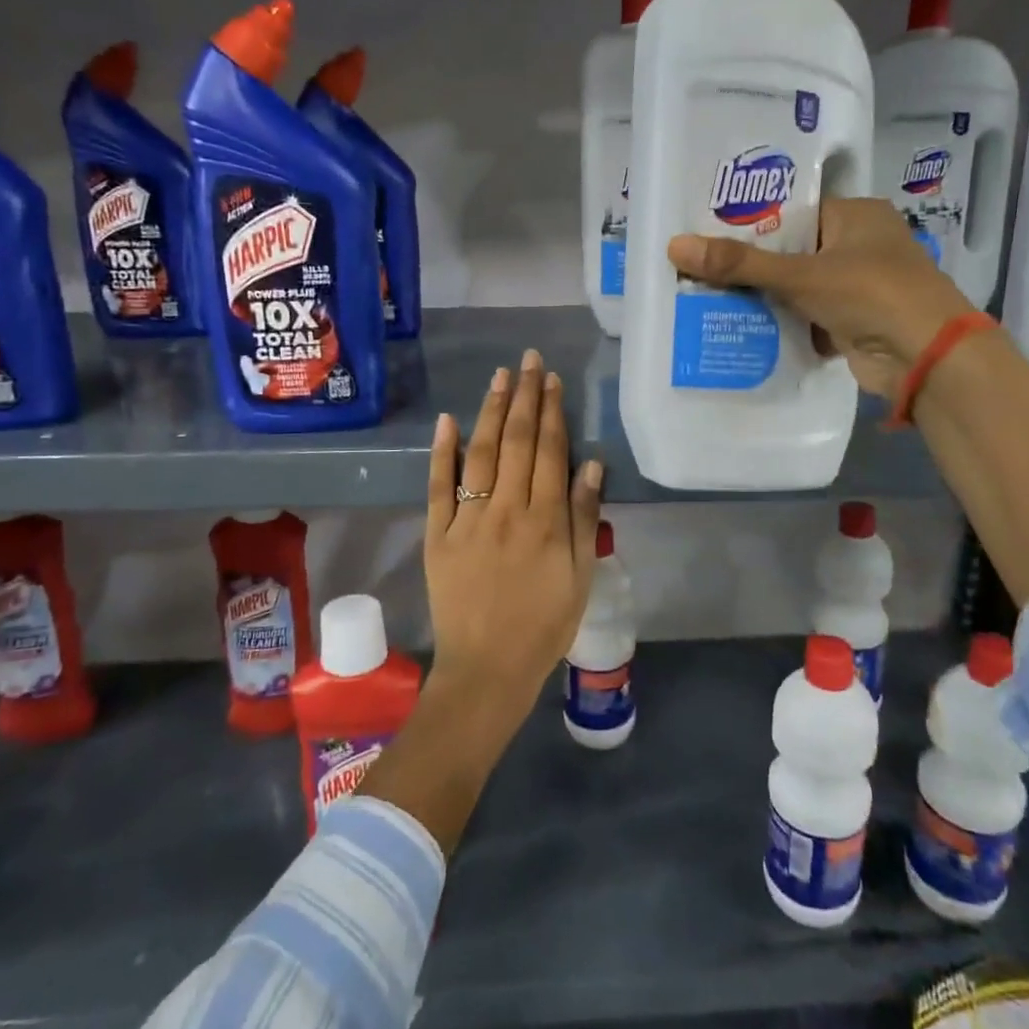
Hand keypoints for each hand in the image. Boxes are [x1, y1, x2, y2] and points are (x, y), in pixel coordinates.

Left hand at [425, 349, 604, 732]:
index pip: (550, 452)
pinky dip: (442, 452)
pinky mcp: (438, 535)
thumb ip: (585, 517)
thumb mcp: (581, 576)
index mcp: (546, 520)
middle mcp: (507, 510)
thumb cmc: (544, 624)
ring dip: (491, 411)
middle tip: (527, 361)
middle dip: (523, 397)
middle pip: (517, 442)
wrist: (488, 667)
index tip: (551, 380)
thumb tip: (590, 462)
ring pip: (481, 454)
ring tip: (499, 376)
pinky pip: (438, 487)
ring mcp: (468, 520)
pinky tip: (449, 419)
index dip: (551, 412)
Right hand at [668, 197, 976, 397]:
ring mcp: (857, 288)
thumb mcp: (800, 275)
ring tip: (706, 296)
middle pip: (791, 252)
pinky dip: (780, 324)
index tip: (707, 233)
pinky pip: (804, 317)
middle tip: (698, 267)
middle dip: (751, 266)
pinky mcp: (851, 323)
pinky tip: (738, 326)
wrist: (925, 357)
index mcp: (856, 216)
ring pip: (796, 287)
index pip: (793, 212)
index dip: (751, 223)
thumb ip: (740, 264)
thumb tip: (675, 246)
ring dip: (762, 297)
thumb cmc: (871, 294)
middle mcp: (858, 246)